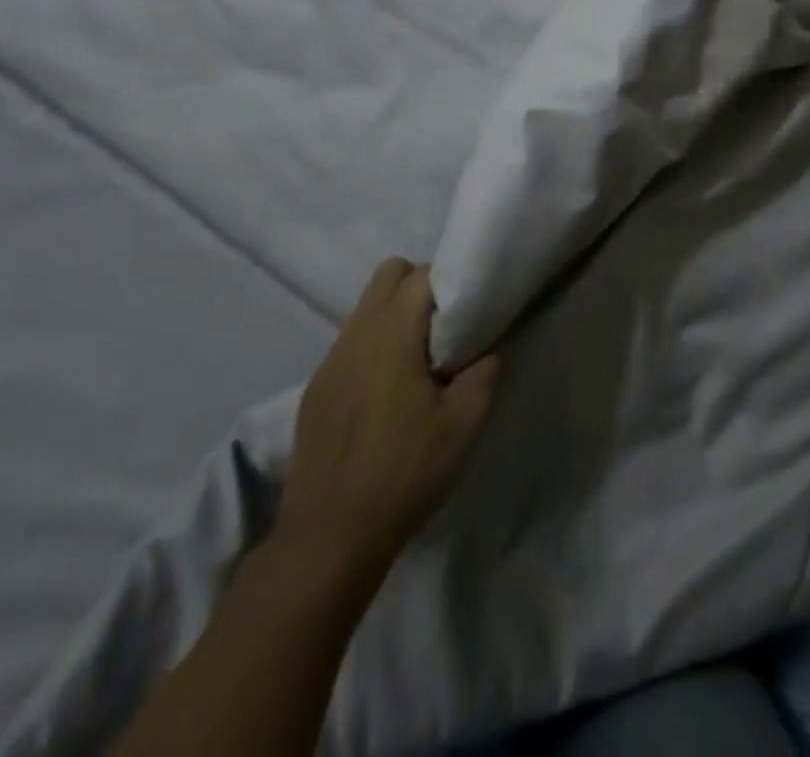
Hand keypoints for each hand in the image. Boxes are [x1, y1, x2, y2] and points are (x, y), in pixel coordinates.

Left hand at [274, 259, 498, 586]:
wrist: (329, 536)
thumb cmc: (404, 472)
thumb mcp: (463, 425)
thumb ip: (485, 372)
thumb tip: (493, 344)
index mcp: (391, 333)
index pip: (422, 274)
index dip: (450, 283)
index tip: (470, 310)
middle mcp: (356, 333)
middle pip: (388, 274)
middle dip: (419, 285)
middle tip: (445, 327)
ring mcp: (330, 360)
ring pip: (365, 307)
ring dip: (395, 315)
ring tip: (418, 361)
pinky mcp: (316, 388)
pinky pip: (350, 342)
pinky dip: (373, 346)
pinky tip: (386, 393)